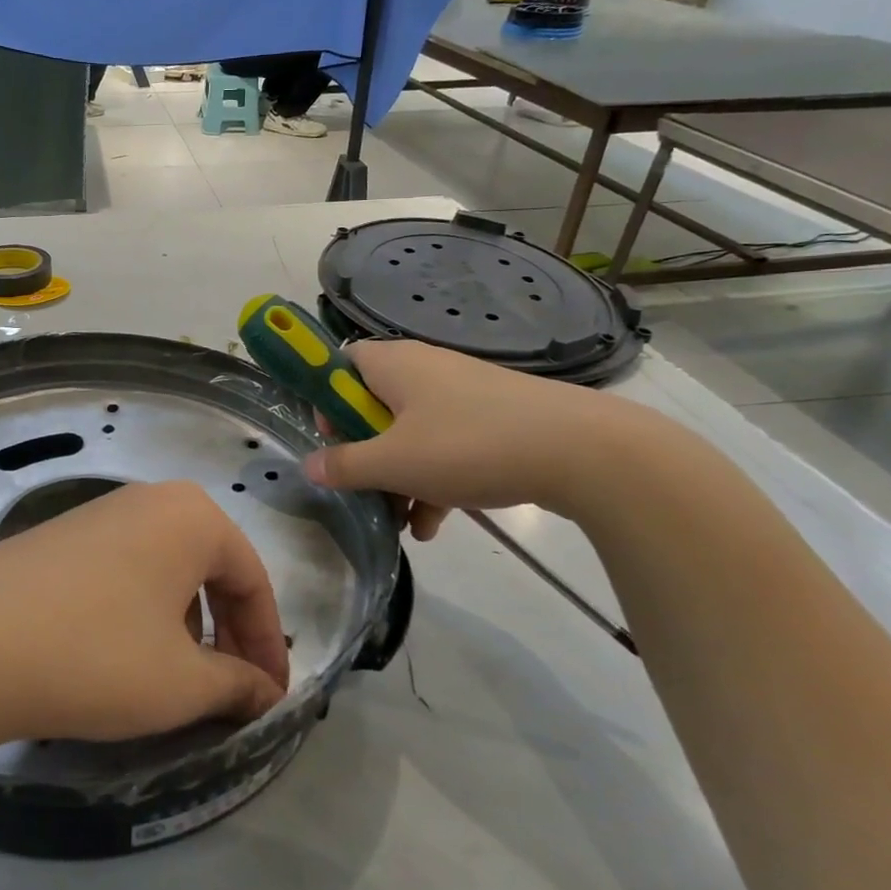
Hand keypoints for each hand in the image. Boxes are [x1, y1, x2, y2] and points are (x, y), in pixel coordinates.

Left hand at [0, 481, 289, 756]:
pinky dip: (140, 614)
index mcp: (192, 516)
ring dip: (184, 625)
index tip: (271, 701)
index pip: (253, 581)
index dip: (268, 646)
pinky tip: (118, 657)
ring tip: (174, 679)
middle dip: (227, 634)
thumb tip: (265, 694)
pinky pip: (123, 572)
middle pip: (210, 570)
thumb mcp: (180, 682)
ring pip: (165, 572)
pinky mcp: (58, 538)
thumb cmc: (95, 655)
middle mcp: (149, 500)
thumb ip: (236, 685)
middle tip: (230, 693)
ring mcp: (97, 514)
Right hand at [303, 339, 638, 532]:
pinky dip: (436, 479)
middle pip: (375, 406)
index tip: (331, 440)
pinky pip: (448, 445)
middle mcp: (425, 369)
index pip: (342, 364)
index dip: (328, 400)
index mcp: (394, 364)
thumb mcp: (394, 462)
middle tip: (365, 488)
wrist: (581, 451)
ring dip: (400, 477)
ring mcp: (463, 393)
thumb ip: (345, 465)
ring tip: (402, 523)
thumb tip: (309, 466)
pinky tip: (435, 525)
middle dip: (367, 454)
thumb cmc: (468, 445)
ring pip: (412, 433)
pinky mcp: (494, 418)